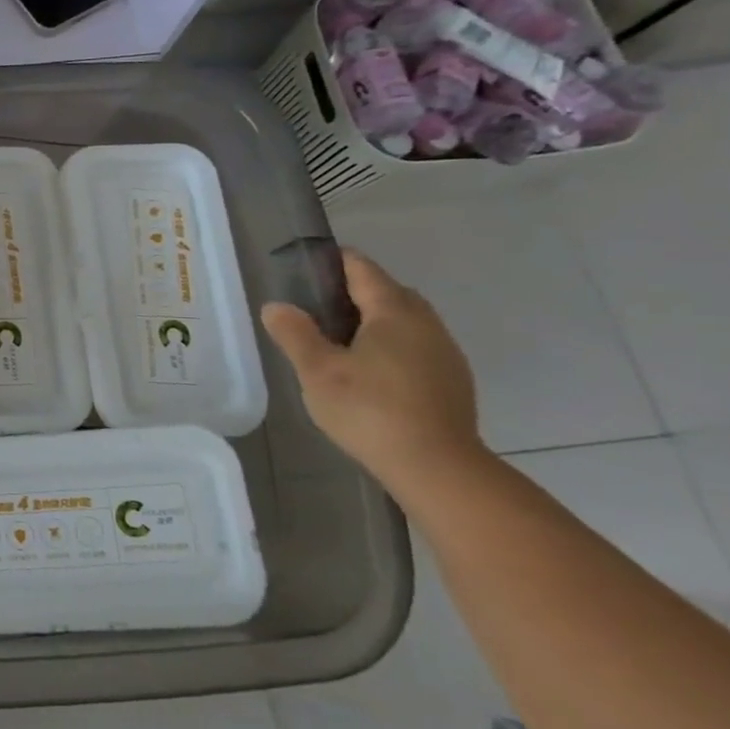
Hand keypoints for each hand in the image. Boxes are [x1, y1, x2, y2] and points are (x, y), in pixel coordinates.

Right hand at [260, 249, 485, 481]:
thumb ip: (295, 334)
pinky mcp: (452, 381)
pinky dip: (392, 346)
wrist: (437, 467)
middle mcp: (426, 324)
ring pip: (406, 321)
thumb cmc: (370, 410)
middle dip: (355, 291)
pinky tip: (371, 372)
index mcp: (393, 312)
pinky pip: (417, 346)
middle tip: (316, 307)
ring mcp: (445, 353)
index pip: (363, 270)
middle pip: (389, 292)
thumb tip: (277, 306)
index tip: (308, 265)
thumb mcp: (317, 370)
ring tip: (339, 340)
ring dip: (375, 321)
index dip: (335, 261)